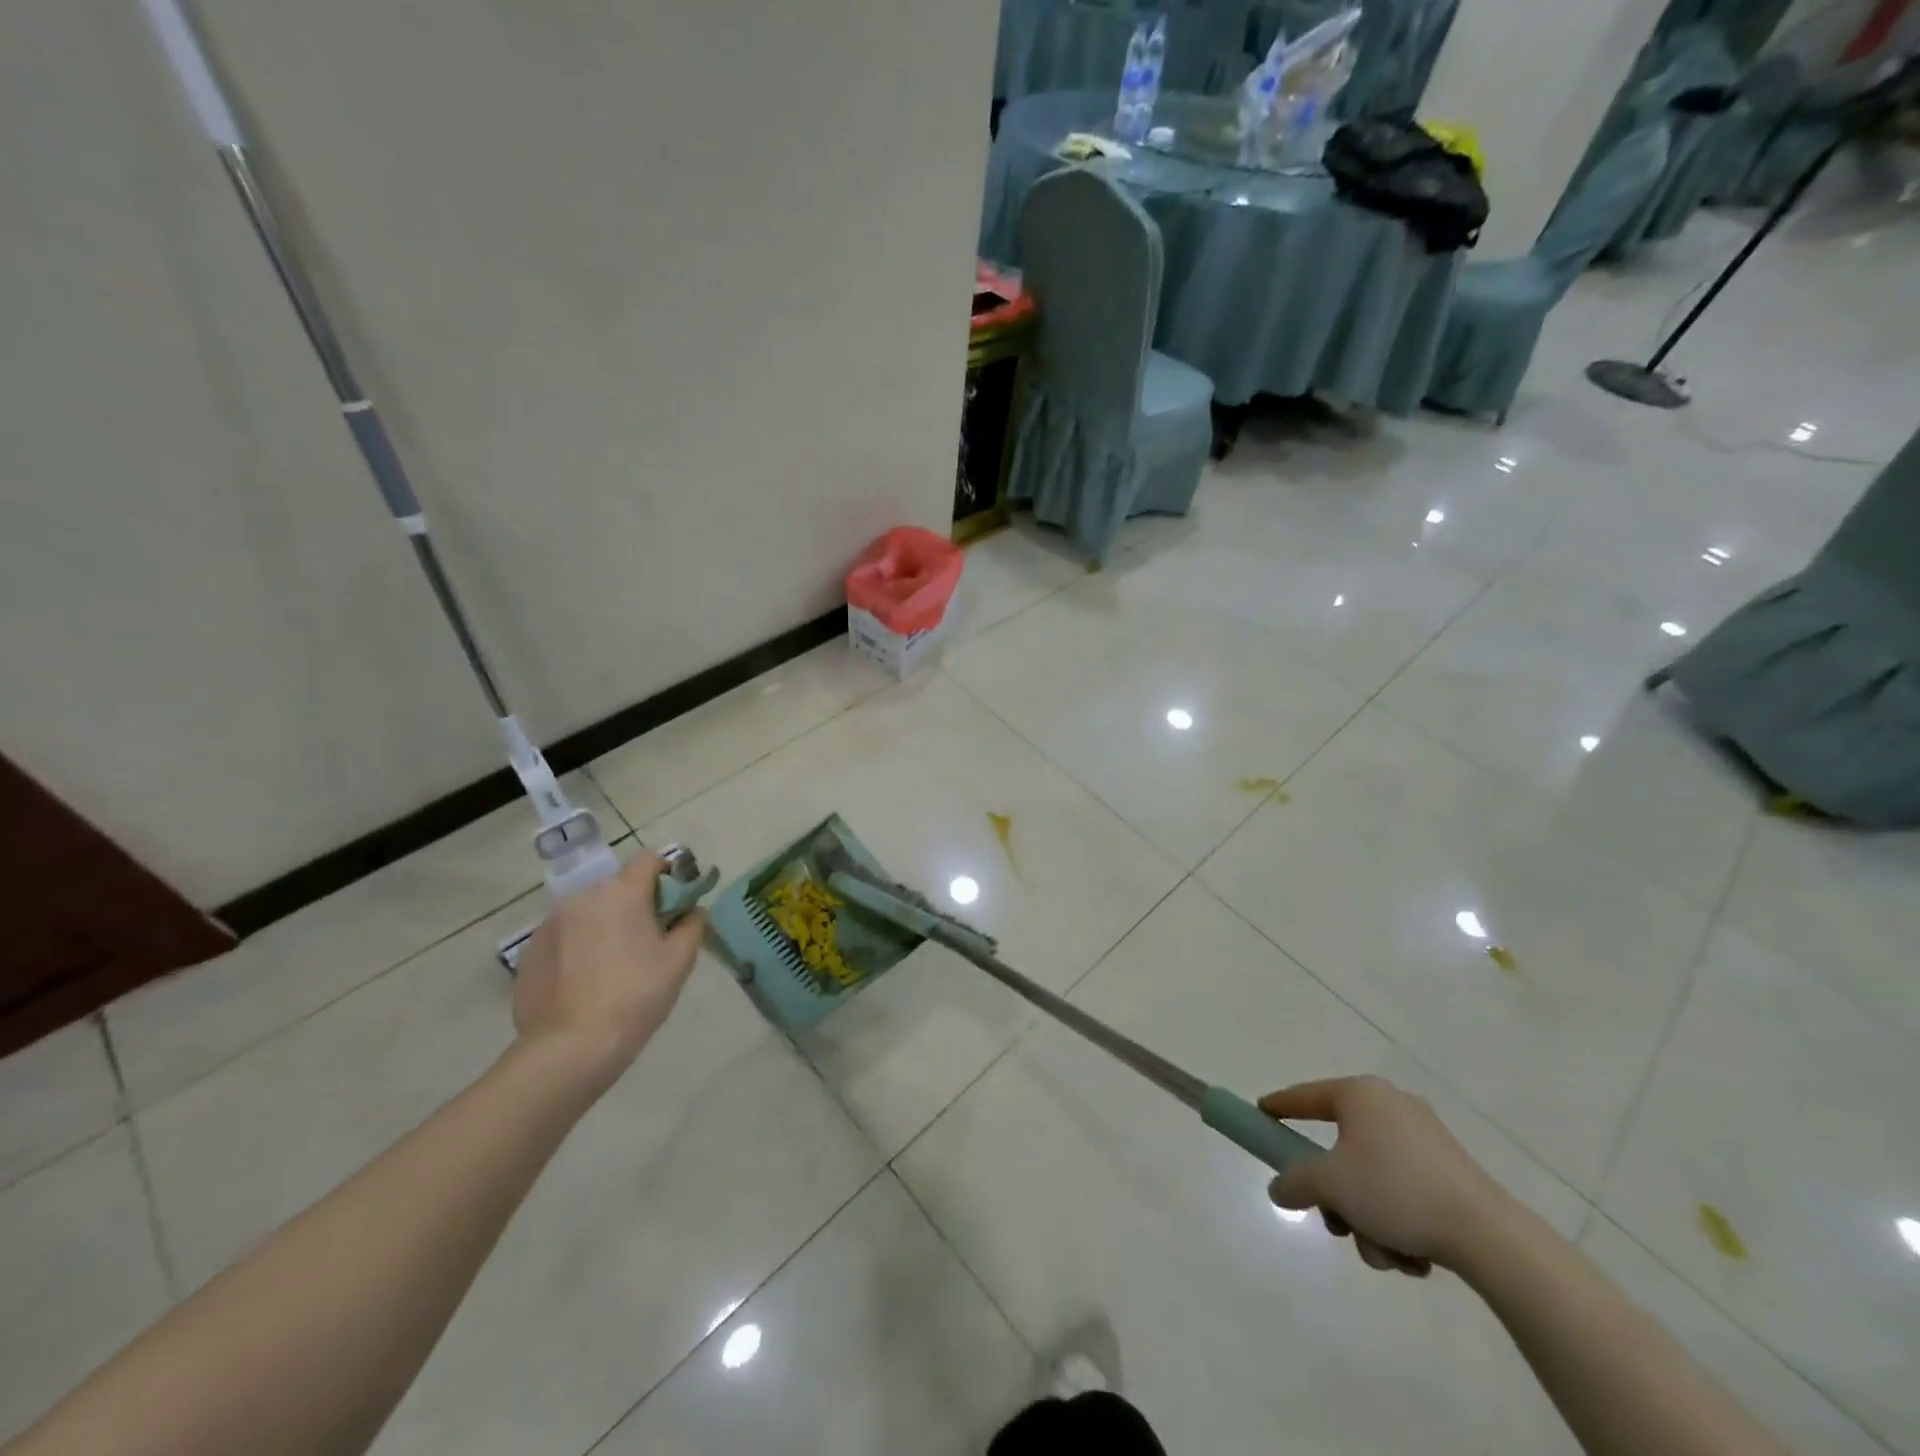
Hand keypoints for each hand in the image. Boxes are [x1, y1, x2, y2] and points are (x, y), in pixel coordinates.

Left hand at [511, 852, 707, 1085]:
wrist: (571, 1046)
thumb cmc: (636, 995)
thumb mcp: (679, 961)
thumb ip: (692, 925)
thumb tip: (693, 911)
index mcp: (623, 892)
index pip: (649, 859)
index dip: (667, 872)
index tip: (675, 900)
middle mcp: (583, 896)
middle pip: (616, 886)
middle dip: (634, 903)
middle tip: (647, 937)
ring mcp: (550, 923)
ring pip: (587, 911)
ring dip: (603, 923)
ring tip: (612, 963)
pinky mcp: (530, 951)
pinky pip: (563, 936)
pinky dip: (577, 946)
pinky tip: (584, 980)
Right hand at [1258, 1075, 1505, 1277]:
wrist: (1489, 1237)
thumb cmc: (1395, 1191)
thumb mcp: (1330, 1185)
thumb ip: (1295, 1182)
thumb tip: (1280, 1188)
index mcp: (1360, 1094)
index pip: (1305, 1096)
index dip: (1279, 1107)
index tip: (1260, 1114)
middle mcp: (1391, 1106)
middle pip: (1340, 1149)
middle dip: (1337, 1196)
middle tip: (1336, 1223)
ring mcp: (1425, 1139)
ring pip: (1372, 1179)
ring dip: (1368, 1220)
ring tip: (1385, 1254)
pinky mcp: (1452, 1173)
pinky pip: (1404, 1192)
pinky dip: (1399, 1224)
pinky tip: (1414, 1258)